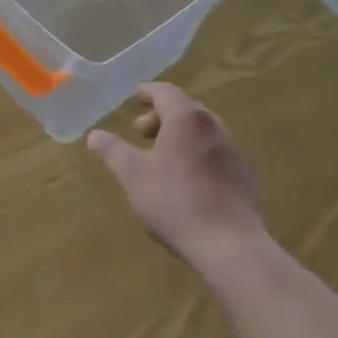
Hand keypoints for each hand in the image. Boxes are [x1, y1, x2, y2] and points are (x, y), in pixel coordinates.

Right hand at [87, 83, 263, 268]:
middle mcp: (213, 126)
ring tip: (160, 158)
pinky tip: (184, 180)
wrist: (229, 245)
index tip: (134, 99)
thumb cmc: (175, 200)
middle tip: (141, 133)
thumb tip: (94, 135)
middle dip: (160, 116)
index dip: (147, 92)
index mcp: (186, 118)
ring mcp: (232, 151)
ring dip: (178, 136)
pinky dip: (195, 153)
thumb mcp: (132, 174)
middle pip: (184, 109)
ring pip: (200, 131)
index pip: (165, 91)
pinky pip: (213, 152)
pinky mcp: (242, 176)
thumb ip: (112, 150)